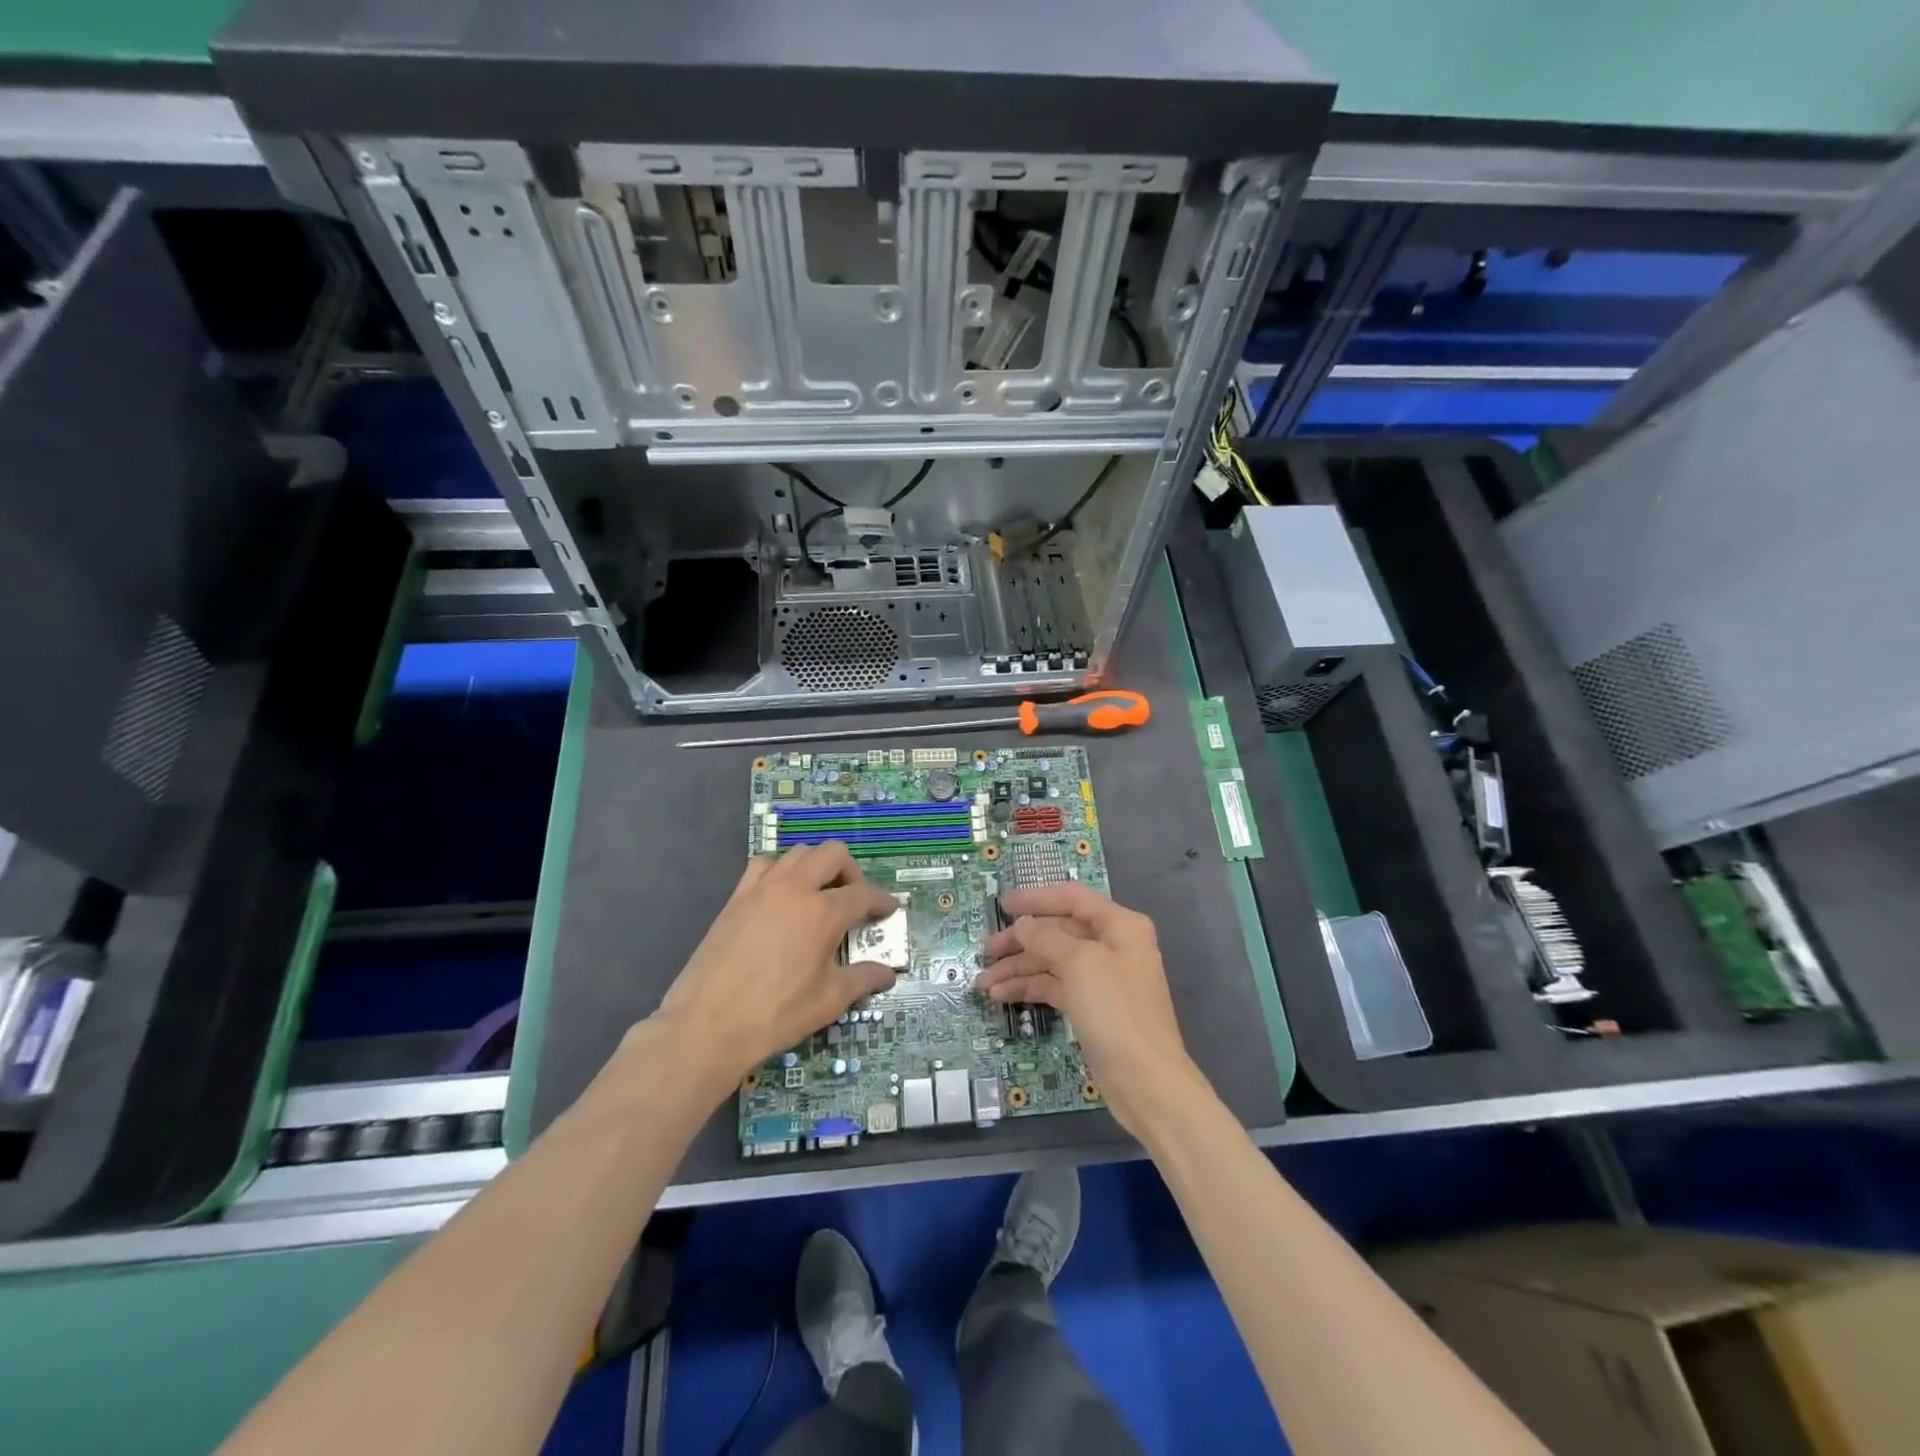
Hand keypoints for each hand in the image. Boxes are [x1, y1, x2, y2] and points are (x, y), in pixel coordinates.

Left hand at [652, 843, 898, 1094]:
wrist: (707, 1026)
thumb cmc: (775, 1015)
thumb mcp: (829, 1001)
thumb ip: (863, 979)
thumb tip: (888, 973)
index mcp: (823, 913)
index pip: (864, 894)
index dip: (882, 901)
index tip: (889, 910)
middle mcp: (795, 889)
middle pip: (833, 854)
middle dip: (852, 872)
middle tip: (854, 899)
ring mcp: (762, 888)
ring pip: (798, 853)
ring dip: (816, 866)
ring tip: (819, 894)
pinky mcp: (736, 897)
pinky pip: (763, 865)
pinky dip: (779, 870)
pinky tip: (781, 895)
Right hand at [975, 882, 1200, 1137]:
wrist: (1146, 1081)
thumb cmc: (1116, 1011)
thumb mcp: (1080, 964)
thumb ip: (1046, 938)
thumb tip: (1023, 924)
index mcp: (1119, 925)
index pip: (1071, 898)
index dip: (1036, 898)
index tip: (1002, 904)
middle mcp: (1111, 945)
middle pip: (1058, 931)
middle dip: (1021, 940)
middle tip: (986, 950)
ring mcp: (1101, 978)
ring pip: (1052, 961)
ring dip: (1018, 969)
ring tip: (983, 983)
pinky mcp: (1091, 1007)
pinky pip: (1054, 986)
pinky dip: (1029, 988)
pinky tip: (1001, 996)